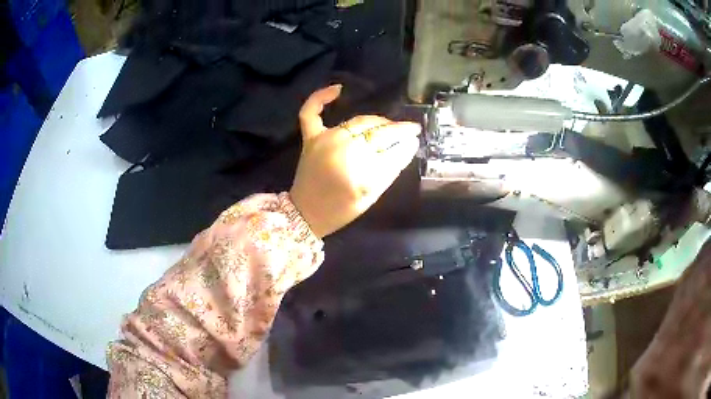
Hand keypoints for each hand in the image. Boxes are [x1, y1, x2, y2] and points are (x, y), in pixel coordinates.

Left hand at [290, 85, 420, 237]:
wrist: (307, 213)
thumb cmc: (343, 208)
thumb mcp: (373, 193)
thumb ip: (392, 167)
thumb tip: (410, 143)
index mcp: (360, 167)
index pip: (390, 144)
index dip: (405, 138)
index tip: (415, 135)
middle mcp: (343, 147)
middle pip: (376, 130)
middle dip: (395, 129)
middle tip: (406, 131)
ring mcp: (325, 139)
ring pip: (357, 122)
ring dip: (375, 121)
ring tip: (387, 125)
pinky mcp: (311, 138)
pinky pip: (311, 112)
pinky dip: (321, 98)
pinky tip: (338, 89)